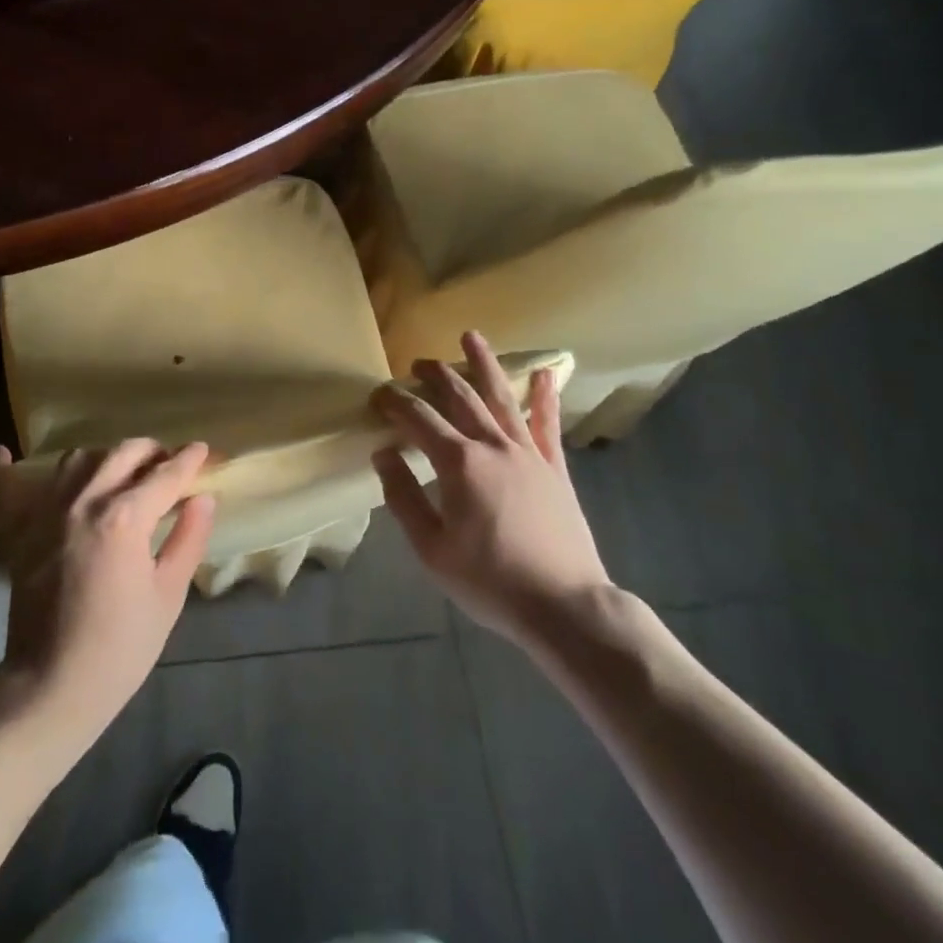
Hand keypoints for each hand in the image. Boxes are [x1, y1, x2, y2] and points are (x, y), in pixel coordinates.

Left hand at [0, 439, 214, 749]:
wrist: (52, 686)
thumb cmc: (120, 648)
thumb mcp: (167, 597)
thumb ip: (188, 539)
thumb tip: (204, 498)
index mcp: (125, 518)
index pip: (165, 475)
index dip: (190, 460)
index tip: (204, 450)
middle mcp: (84, 500)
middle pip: (123, 453)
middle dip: (152, 451)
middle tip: (168, 463)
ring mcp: (45, 512)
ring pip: (78, 459)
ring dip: (105, 457)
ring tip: (120, 471)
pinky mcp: (17, 530)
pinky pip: (6, 488)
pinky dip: (4, 469)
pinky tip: (2, 452)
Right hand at [372, 331, 612, 649]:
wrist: (565, 606)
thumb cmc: (490, 581)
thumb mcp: (431, 548)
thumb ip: (403, 497)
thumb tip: (383, 453)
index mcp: (458, 463)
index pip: (418, 418)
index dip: (395, 402)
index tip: (378, 395)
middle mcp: (492, 446)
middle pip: (459, 397)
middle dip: (434, 375)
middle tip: (416, 364)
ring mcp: (527, 453)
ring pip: (501, 397)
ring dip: (483, 364)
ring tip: (470, 336)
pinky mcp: (554, 468)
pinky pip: (547, 424)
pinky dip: (545, 397)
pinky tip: (545, 373)